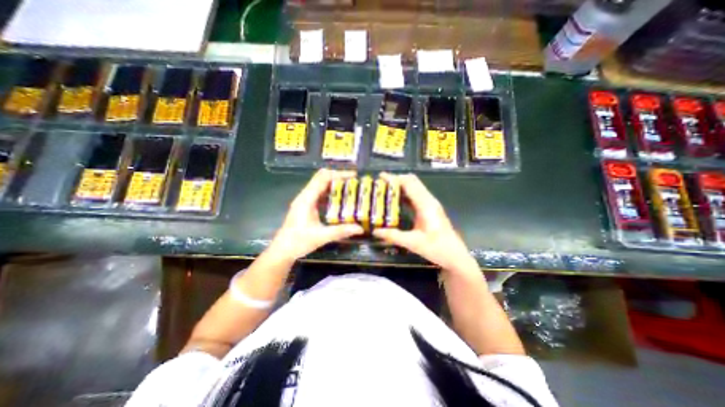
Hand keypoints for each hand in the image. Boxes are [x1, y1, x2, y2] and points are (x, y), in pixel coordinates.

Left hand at [269, 169, 365, 259]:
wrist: (282, 250)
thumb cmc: (298, 242)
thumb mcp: (321, 236)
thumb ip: (340, 231)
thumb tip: (360, 228)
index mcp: (307, 199)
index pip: (323, 178)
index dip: (338, 174)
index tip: (353, 176)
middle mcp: (305, 196)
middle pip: (322, 178)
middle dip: (338, 177)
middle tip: (354, 182)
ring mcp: (305, 200)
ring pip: (320, 185)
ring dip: (334, 184)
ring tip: (350, 188)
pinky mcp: (306, 206)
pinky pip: (320, 194)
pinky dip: (330, 193)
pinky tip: (340, 200)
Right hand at [373, 174, 479, 274]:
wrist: (455, 256)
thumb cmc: (437, 248)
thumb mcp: (413, 243)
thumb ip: (393, 236)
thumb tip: (375, 231)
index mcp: (425, 205)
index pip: (409, 184)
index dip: (395, 178)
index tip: (381, 177)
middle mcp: (428, 200)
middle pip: (412, 181)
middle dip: (396, 179)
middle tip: (381, 183)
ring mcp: (430, 204)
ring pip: (415, 187)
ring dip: (401, 185)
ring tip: (385, 189)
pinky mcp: (429, 209)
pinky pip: (416, 195)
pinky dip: (405, 193)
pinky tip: (395, 200)